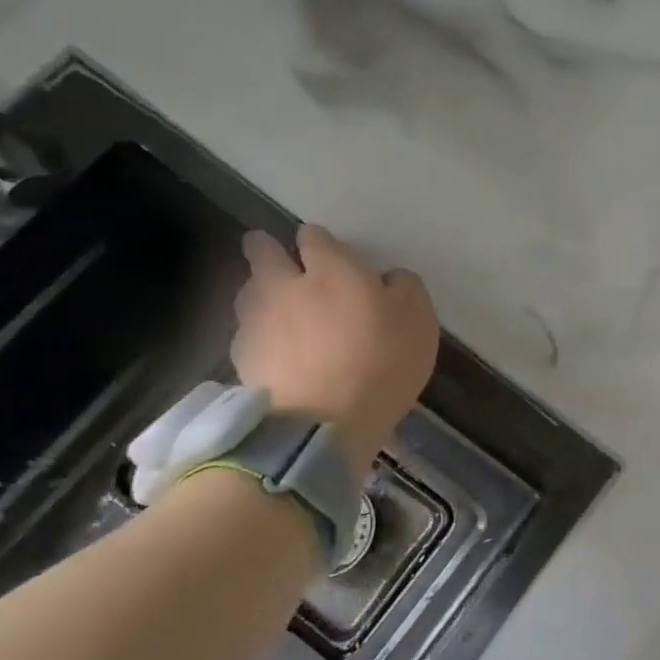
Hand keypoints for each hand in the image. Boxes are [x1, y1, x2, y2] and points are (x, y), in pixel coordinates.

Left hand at [230, 225, 439, 472]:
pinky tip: (275, 352)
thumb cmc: (381, 362)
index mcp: (330, 269)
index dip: (319, 242)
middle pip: (262, 252)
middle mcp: (284, 285)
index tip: (326, 251)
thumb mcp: (418, 318)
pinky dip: (259, 336)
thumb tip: (389, 278)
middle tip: (278, 258)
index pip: (314, 237)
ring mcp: (257, 322)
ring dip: (260, 293)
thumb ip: (404, 287)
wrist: (324, 423)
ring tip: (276, 308)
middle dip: (266, 249)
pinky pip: (247, 334)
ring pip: (249, 292)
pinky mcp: (241, 359)